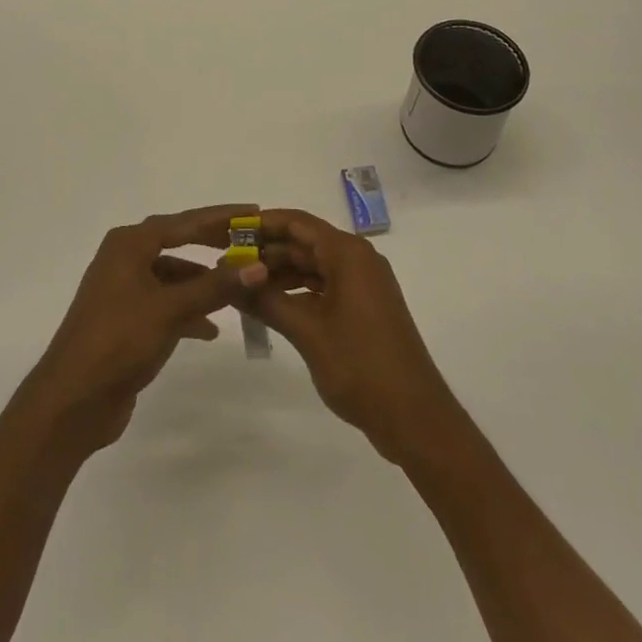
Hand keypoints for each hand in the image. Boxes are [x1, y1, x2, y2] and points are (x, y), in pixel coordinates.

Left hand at [21, 204, 268, 453]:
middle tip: (251, 243)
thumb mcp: (170, 309)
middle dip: (213, 244)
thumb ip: (214, 287)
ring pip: (173, 276)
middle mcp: (124, 258)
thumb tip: (258, 267)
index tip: (253, 210)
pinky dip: (188, 310)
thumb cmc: (118, 340)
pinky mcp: (127, 320)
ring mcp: (124, 290)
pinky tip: (210, 329)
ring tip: (239, 289)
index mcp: (129, 244)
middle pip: (178, 242)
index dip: (220, 217)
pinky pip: (166, 303)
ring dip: (203, 282)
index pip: (184, 221)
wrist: (72, 400)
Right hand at [250, 208, 460, 465]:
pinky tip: (270, 305)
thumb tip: (230, 279)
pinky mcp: (363, 307)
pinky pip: (323, 285)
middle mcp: (357, 259)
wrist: (415, 418)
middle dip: (266, 251)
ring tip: (241, 285)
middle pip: (304, 242)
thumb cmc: (361, 366)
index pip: (297, 222)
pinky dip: (297, 291)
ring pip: (312, 265)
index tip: (227, 231)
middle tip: (226, 263)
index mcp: (348, 254)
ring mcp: (362, 284)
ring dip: (279, 273)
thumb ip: (267, 301)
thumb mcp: (307, 331)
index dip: (261, 224)